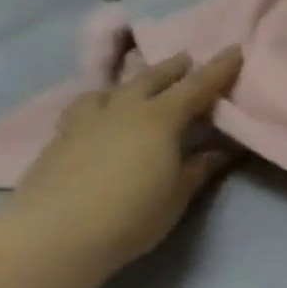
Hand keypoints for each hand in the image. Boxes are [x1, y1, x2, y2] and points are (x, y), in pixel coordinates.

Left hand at [9, 48, 243, 271]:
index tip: (235, 50)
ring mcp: (85, 123)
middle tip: (188, 59)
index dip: (219, 68)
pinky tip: (99, 115)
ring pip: (109, 89)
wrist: (51, 237)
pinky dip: (99, 103)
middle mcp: (123, 110)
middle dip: (173, 67)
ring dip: (129, 82)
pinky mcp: (57, 141)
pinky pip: (83, 109)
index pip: (197, 86)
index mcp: (160, 119)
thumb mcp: (178, 194)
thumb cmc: (130, 215)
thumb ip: (199, 167)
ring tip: (136, 85)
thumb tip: (220, 150)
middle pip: (150, 79)